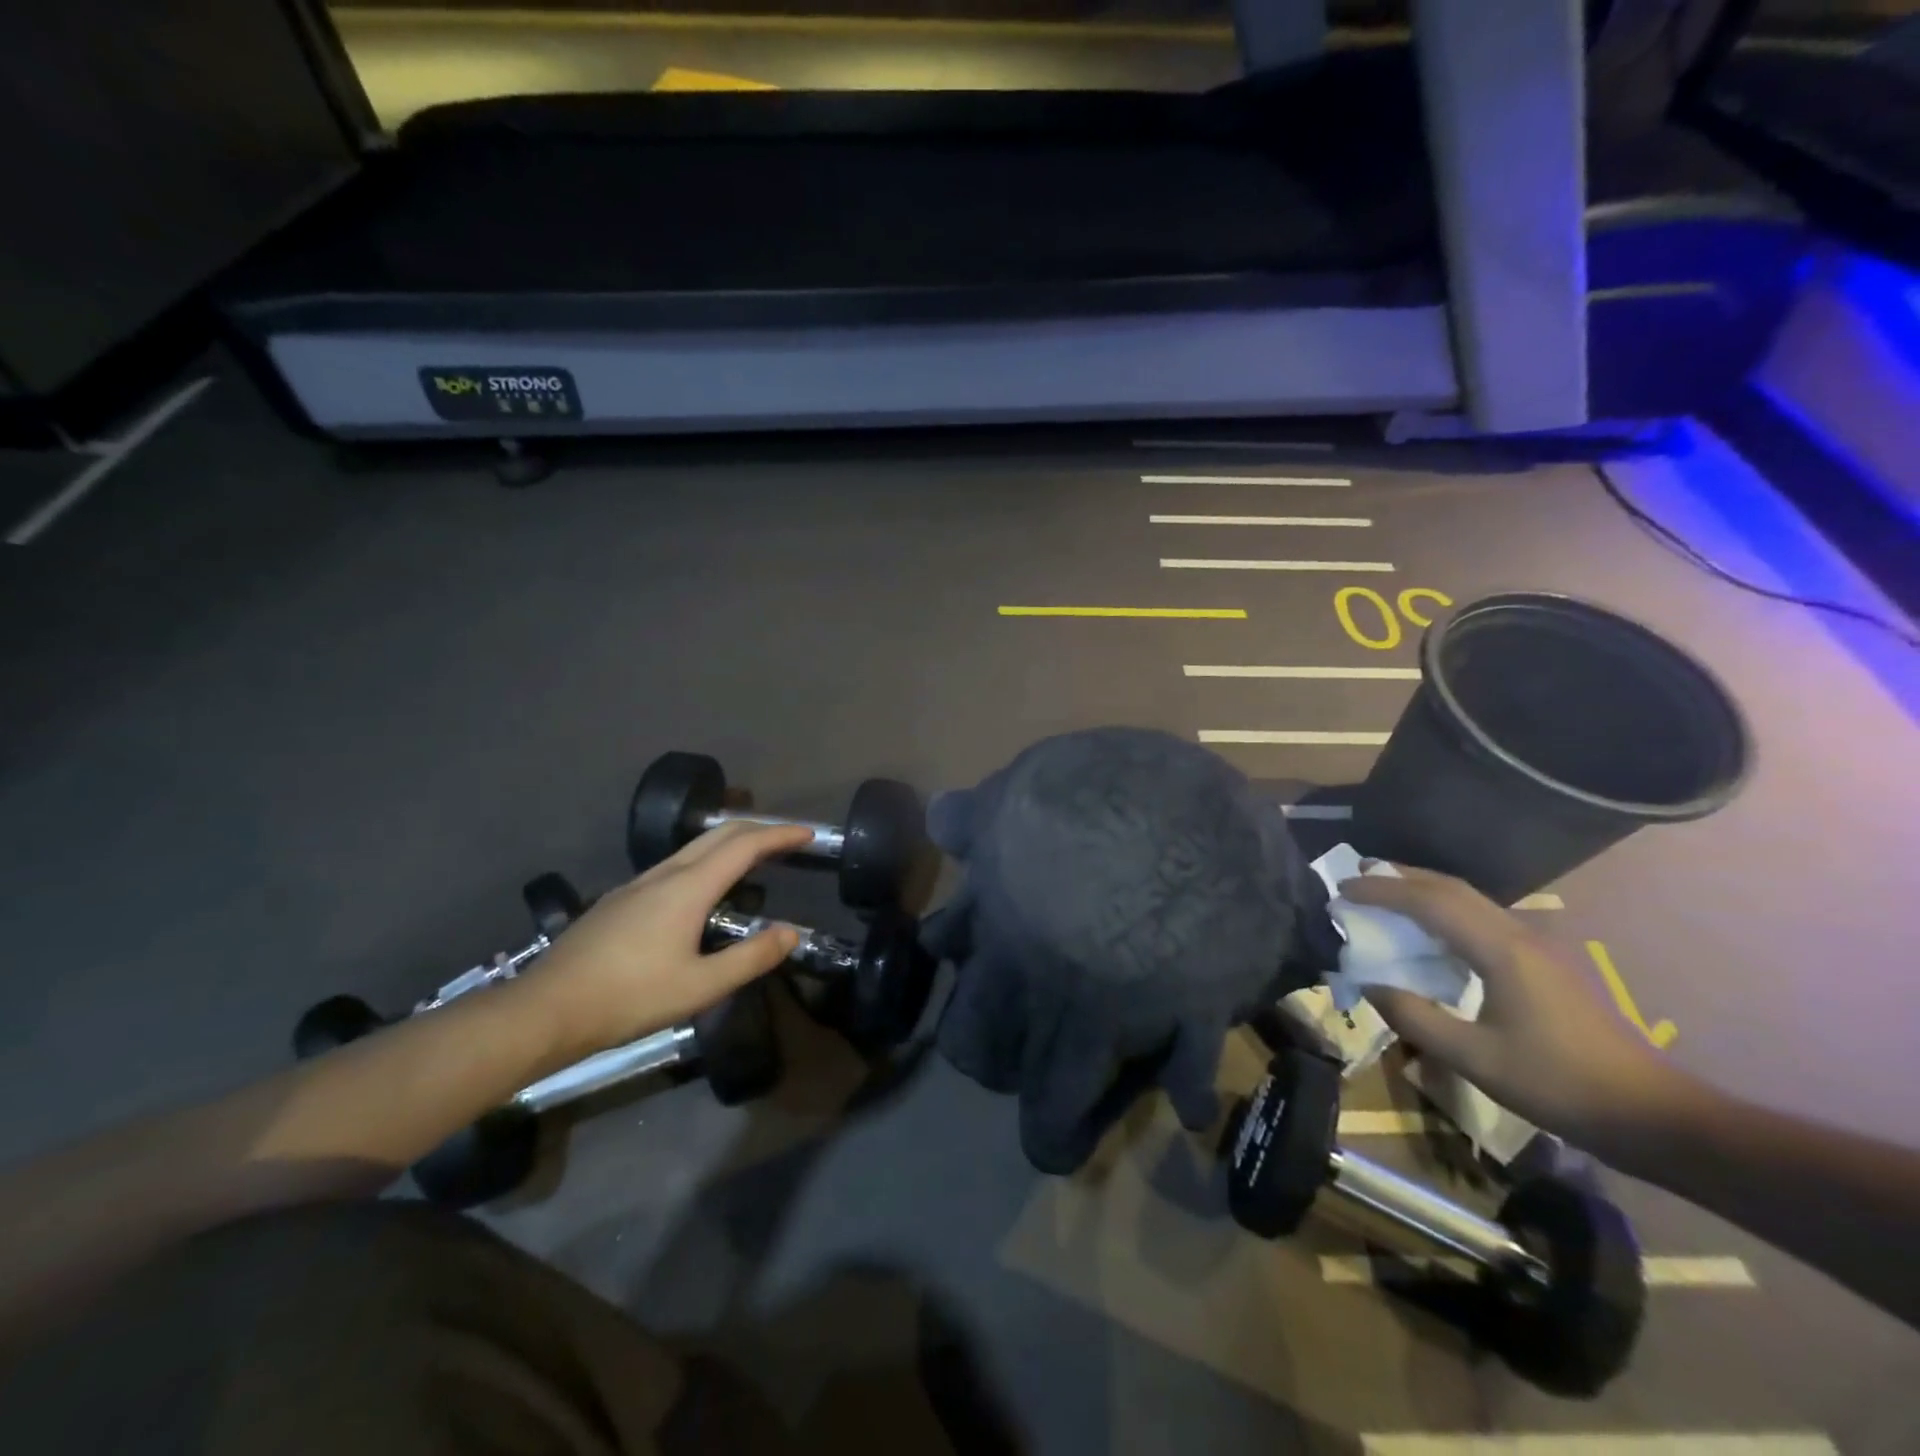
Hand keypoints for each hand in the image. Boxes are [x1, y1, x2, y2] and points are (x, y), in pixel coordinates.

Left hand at [523, 822, 812, 1059]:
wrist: (545, 1010)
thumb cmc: (629, 997)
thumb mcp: (700, 986)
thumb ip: (751, 958)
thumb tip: (791, 933)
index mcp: (688, 887)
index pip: (744, 845)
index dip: (779, 835)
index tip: (808, 833)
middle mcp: (664, 874)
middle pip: (718, 835)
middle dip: (757, 829)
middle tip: (787, 840)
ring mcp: (636, 885)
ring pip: (692, 848)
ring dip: (729, 844)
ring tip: (752, 860)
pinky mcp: (619, 901)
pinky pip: (674, 865)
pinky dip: (704, 862)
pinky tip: (702, 892)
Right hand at [1339, 865, 1696, 1156]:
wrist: (1651, 1114)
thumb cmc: (1558, 1084)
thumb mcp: (1475, 1058)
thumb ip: (1415, 1017)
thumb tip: (1370, 984)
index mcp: (1501, 950)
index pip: (1430, 902)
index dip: (1382, 890)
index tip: (1342, 889)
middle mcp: (1518, 935)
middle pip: (1452, 888)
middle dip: (1401, 877)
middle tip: (1358, 875)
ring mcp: (1536, 947)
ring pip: (1469, 900)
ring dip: (1423, 891)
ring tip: (1385, 894)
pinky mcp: (1542, 963)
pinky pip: (1481, 919)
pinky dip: (1444, 910)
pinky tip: (1430, 932)